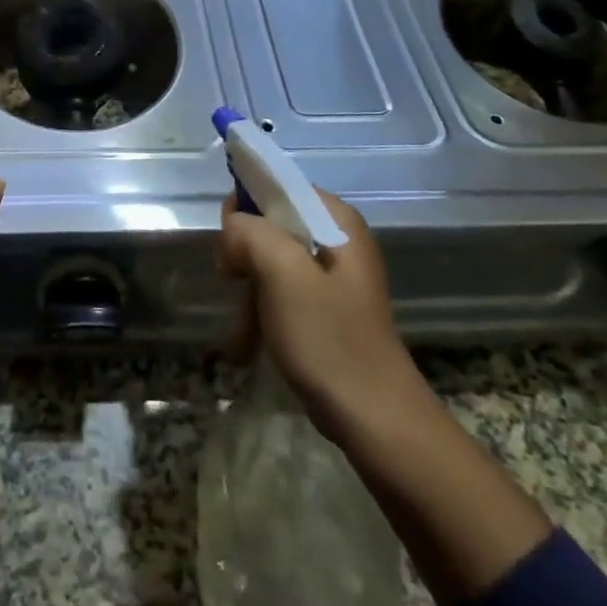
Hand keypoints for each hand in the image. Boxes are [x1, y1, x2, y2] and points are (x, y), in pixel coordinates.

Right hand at [217, 188, 424, 439]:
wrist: (375, 421)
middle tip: (235, 282)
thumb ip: (249, 232)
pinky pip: (281, 289)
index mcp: (336, 218)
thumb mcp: (282, 274)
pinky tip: (251, 339)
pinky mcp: (326, 308)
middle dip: (245, 252)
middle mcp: (338, 237)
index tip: (231, 244)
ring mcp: (333, 275)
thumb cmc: (329, 339)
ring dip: (250, 287)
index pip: (277, 184)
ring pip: (270, 258)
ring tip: (244, 324)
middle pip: (271, 221)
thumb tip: (233, 228)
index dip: (246, 206)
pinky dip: (262, 309)